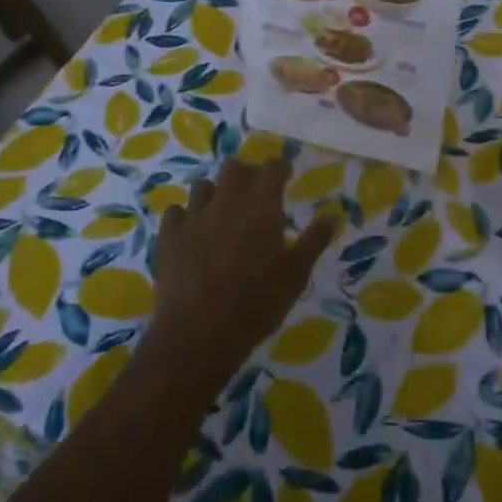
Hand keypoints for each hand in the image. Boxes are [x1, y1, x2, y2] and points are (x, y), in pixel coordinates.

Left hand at [140, 157, 337, 392]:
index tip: (285, 176)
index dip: (280, 168)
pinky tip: (191, 232)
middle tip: (255, 192)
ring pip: (203, 186)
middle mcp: (226, 200)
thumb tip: (333, 215)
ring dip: (215, 193)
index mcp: (261, 205)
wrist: (199, 333)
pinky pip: (176, 213)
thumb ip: (314, 241)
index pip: (272, 167)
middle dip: (246, 173)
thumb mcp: (296, 275)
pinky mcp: (168, 236)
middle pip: (234, 167)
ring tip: (222, 213)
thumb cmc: (257, 303)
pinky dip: (185, 217)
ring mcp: (193, 216)